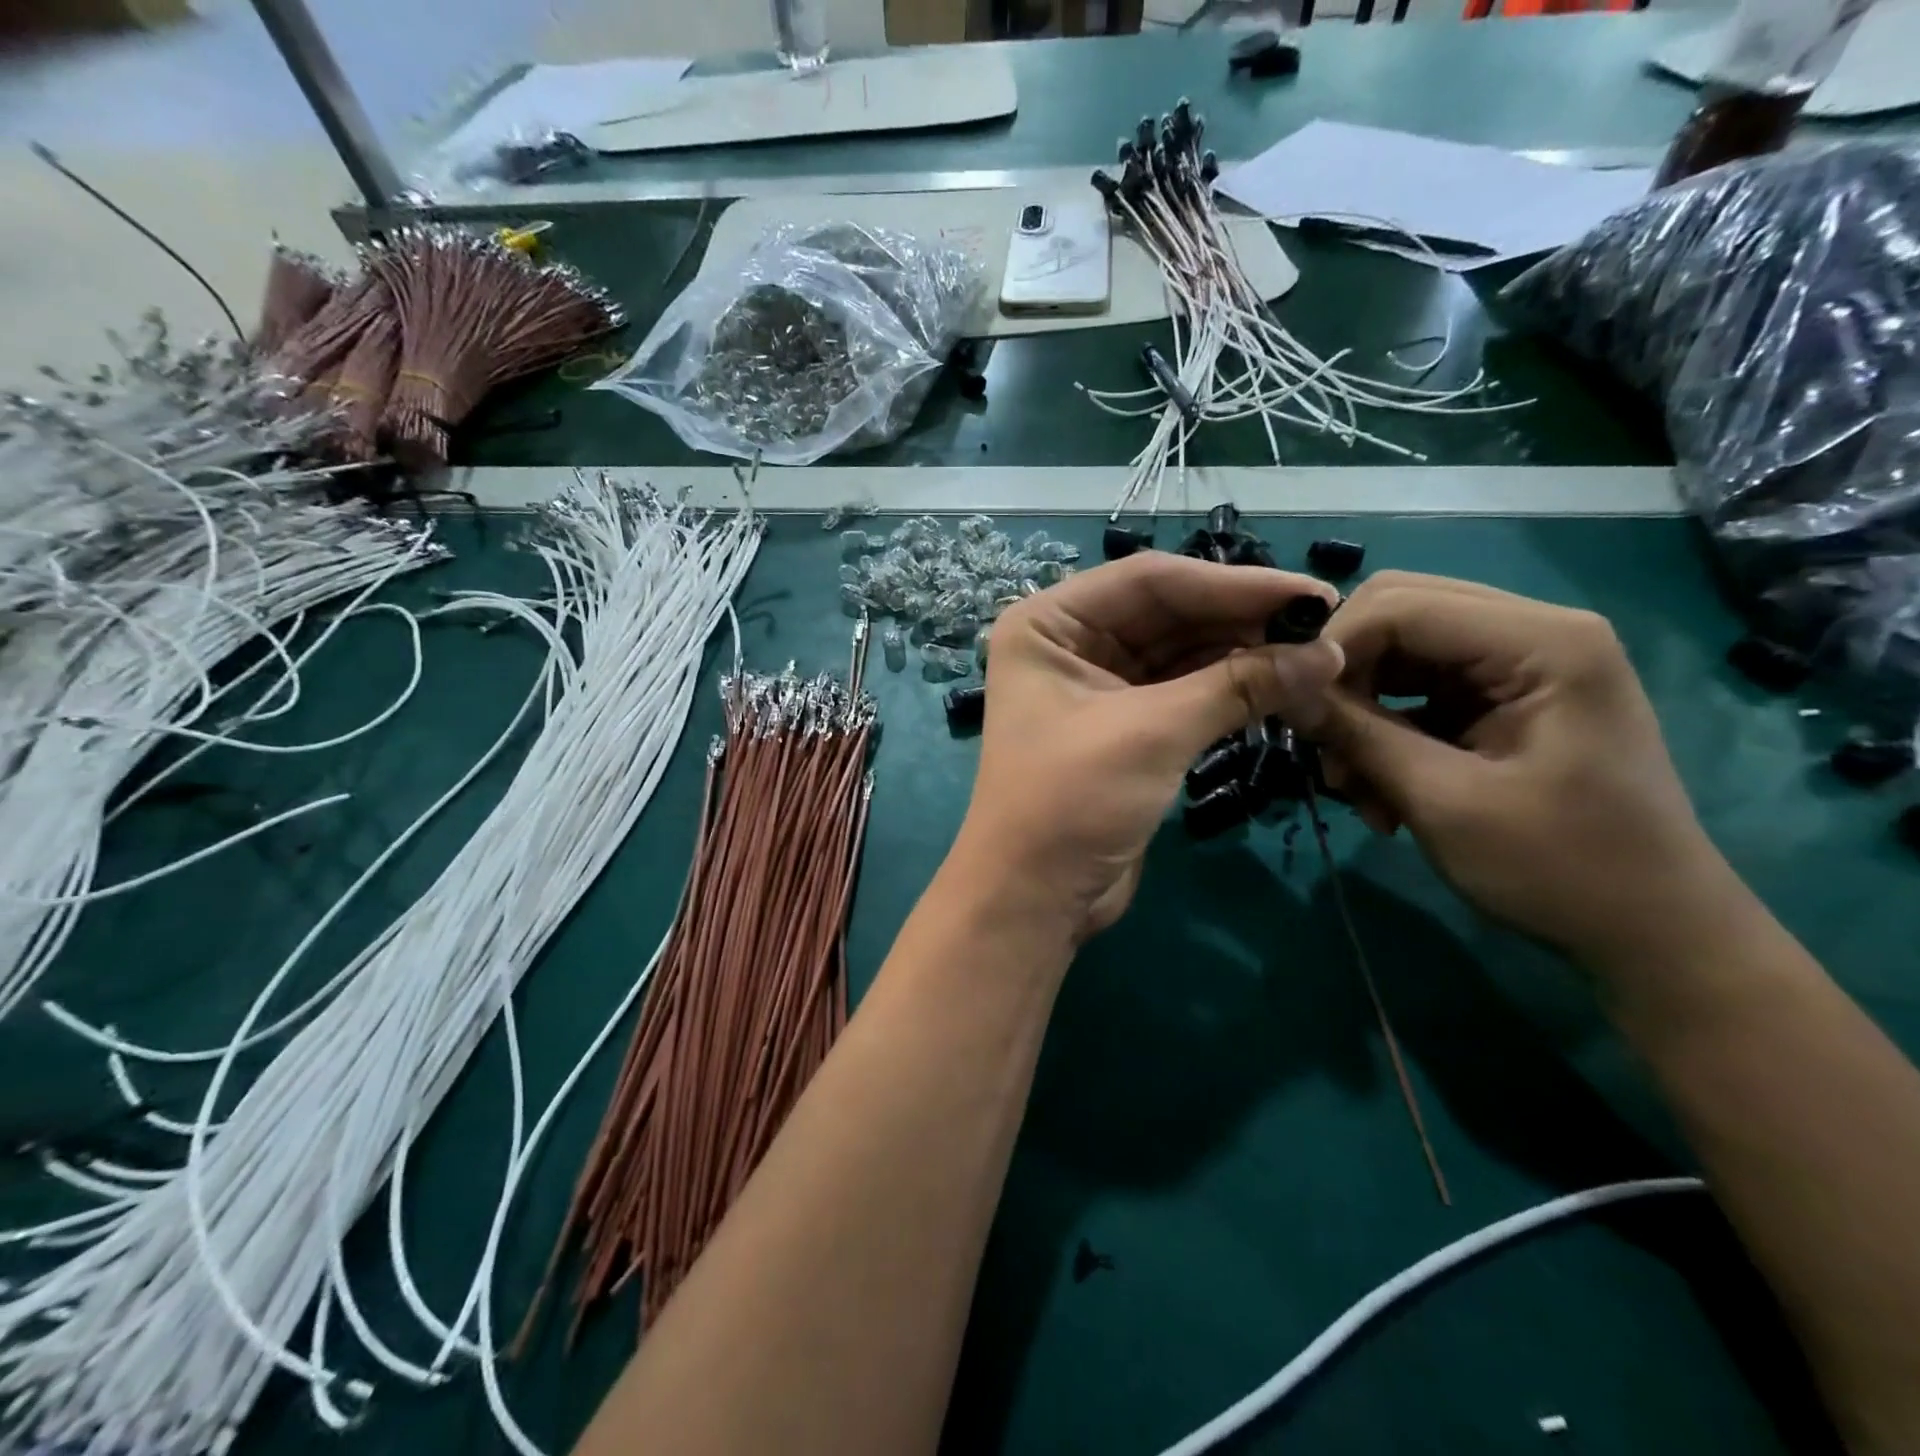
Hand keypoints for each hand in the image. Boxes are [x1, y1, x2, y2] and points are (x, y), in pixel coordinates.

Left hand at [954, 553, 1341, 941]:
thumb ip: (1238, 685)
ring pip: (1181, 653)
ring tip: (1316, 658)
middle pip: (1169, 613)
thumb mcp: (1152, 733)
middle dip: (1242, 620)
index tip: (1311, 595)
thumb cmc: (1072, 802)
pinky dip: (1229, 690)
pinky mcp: (1124, 728)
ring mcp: (1097, 686)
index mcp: (1050, 623)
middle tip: (1325, 627)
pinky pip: (1183, 692)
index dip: (1233, 584)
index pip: (1150, 581)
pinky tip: (1282, 686)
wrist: (1034, 898)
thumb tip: (1327, 653)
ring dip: (1243, 656)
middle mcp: (1069, 643)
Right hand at [1293, 572, 1737, 969]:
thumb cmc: (1562, 869)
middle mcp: (1531, 633)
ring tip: (1356, 788)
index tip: (1293, 712)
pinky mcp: (1500, 698)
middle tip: (1325, 746)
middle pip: (1396, 615)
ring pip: (1397, 655)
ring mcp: (1517, 664)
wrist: (1651, 932)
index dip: (1333, 648)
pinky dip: (1384, 733)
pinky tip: (1382, 793)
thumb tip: (1284, 693)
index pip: (1400, 605)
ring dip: (1360, 714)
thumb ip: (1359, 734)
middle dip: (1346, 678)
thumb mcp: (1444, 802)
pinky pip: (1414, 691)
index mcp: (1542, 642)